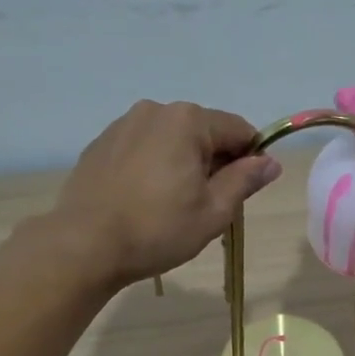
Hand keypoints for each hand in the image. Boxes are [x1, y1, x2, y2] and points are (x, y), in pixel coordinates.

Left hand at [50, 99, 280, 287]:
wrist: (84, 245)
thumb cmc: (157, 229)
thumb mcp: (214, 211)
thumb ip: (245, 180)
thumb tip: (270, 162)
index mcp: (188, 120)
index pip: (239, 130)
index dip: (250, 159)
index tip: (243, 192)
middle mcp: (155, 110)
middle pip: (204, 132)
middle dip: (214, 162)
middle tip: (206, 205)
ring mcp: (123, 124)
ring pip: (171, 140)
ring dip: (182, 164)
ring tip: (171, 204)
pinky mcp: (101, 143)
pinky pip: (143, 148)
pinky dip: (153, 166)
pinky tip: (144, 199)